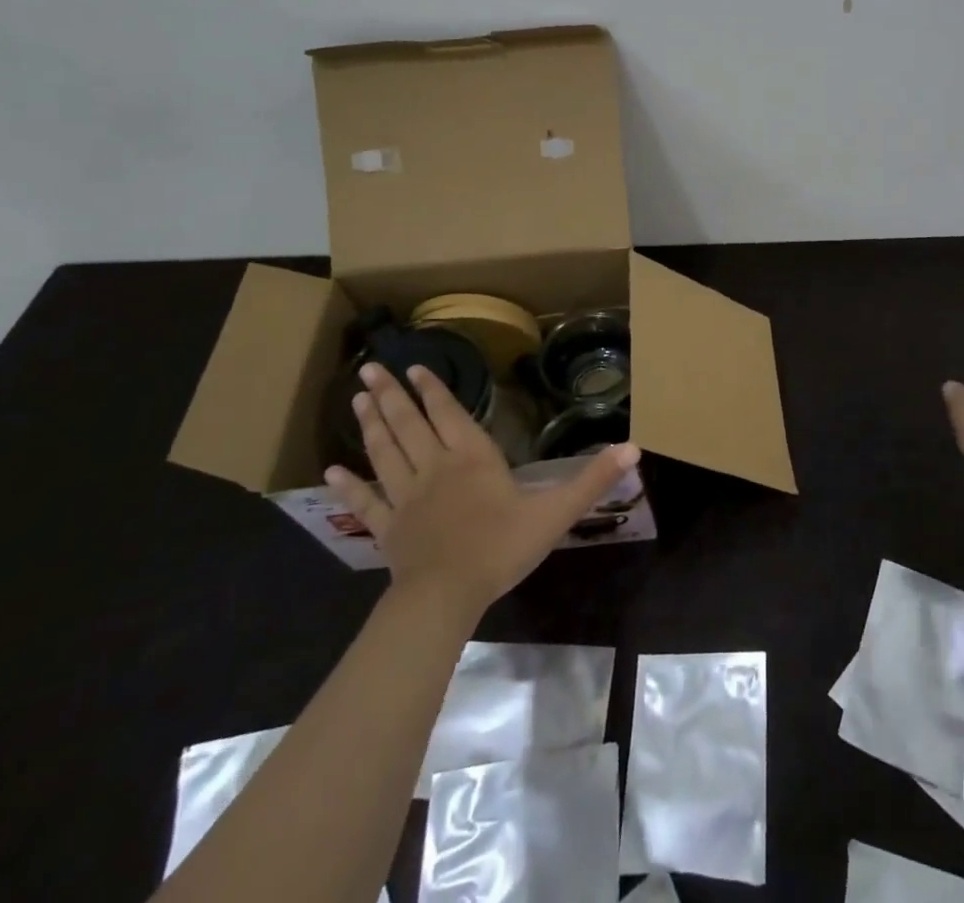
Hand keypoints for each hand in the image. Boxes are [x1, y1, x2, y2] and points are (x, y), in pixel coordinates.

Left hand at [327, 362, 639, 609]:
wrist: (447, 595)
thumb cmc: (502, 547)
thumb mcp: (556, 511)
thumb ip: (593, 479)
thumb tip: (634, 448)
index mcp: (471, 457)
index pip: (448, 413)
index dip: (432, 390)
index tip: (414, 367)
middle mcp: (434, 468)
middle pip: (408, 425)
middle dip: (390, 396)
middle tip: (370, 370)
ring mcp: (405, 498)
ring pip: (384, 452)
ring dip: (370, 425)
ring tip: (357, 400)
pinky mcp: (387, 528)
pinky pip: (365, 502)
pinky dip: (348, 485)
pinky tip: (329, 471)